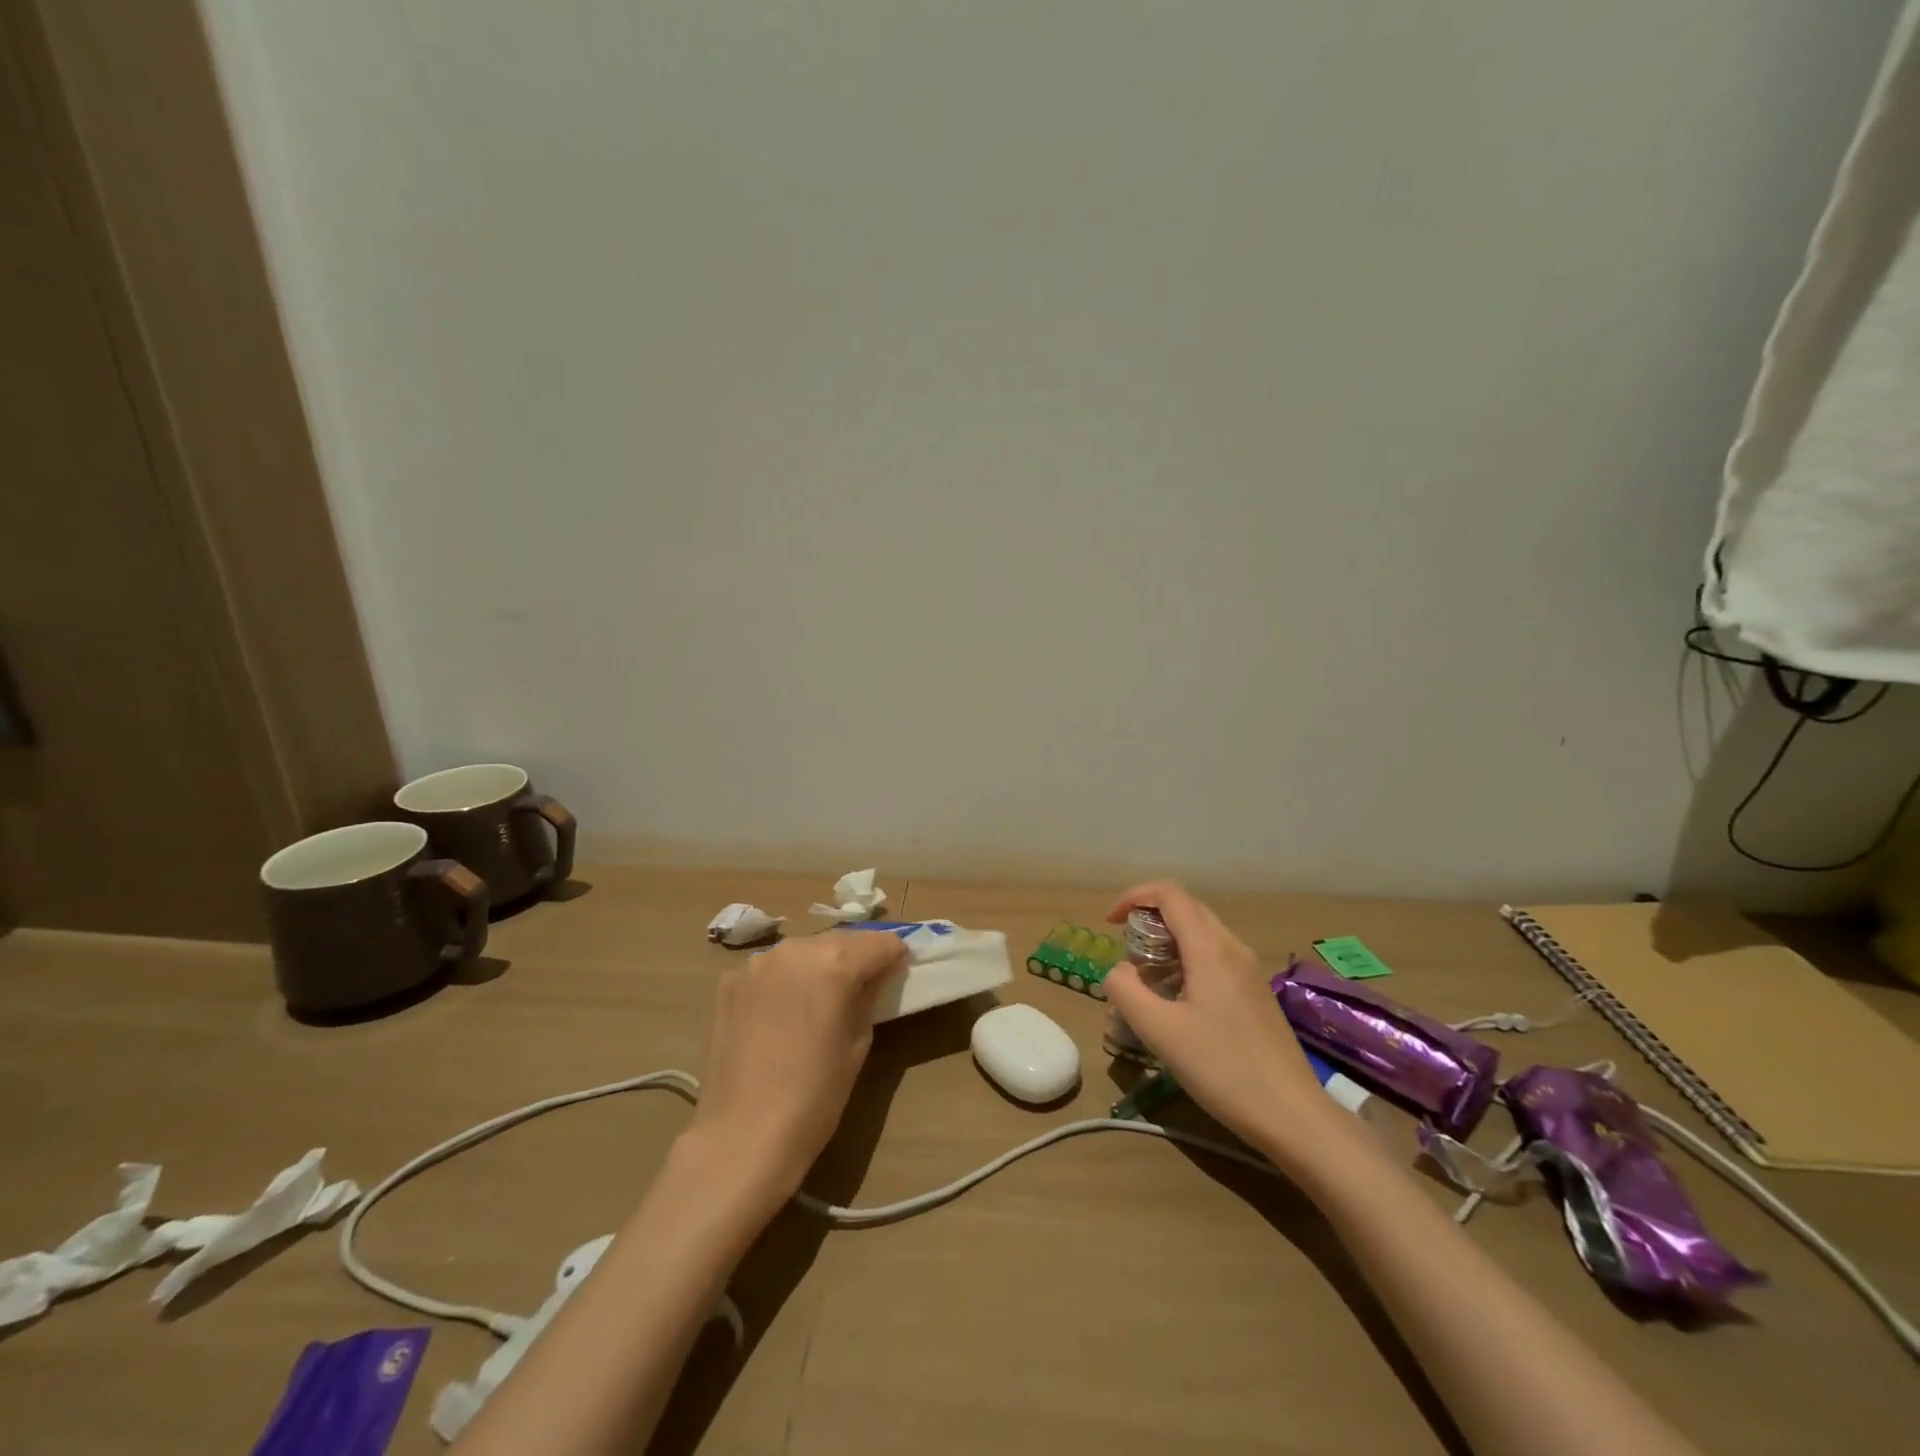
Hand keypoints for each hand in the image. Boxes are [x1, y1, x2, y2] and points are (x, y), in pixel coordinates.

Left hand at [684, 930, 908, 1201]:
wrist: (743, 1135)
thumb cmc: (816, 1095)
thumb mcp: (859, 1042)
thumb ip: (871, 994)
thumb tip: (881, 971)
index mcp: (835, 962)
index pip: (881, 943)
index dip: (894, 957)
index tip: (898, 974)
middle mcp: (795, 949)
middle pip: (841, 940)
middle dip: (857, 958)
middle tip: (863, 987)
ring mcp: (757, 963)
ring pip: (803, 951)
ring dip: (819, 966)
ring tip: (820, 1000)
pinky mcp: (730, 981)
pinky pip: (771, 970)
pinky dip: (785, 981)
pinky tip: (782, 1013)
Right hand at [1104, 882, 1347, 1167]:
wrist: (1293, 1115)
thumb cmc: (1222, 1069)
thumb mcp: (1159, 1031)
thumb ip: (1126, 990)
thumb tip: (1119, 970)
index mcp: (1209, 947)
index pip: (1169, 893)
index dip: (1134, 897)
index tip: (1110, 924)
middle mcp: (1232, 947)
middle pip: (1186, 908)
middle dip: (1149, 918)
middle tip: (1126, 953)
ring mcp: (1249, 969)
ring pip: (1202, 933)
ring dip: (1168, 941)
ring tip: (1148, 980)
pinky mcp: (1256, 992)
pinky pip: (1216, 956)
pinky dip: (1188, 960)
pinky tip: (1179, 1001)